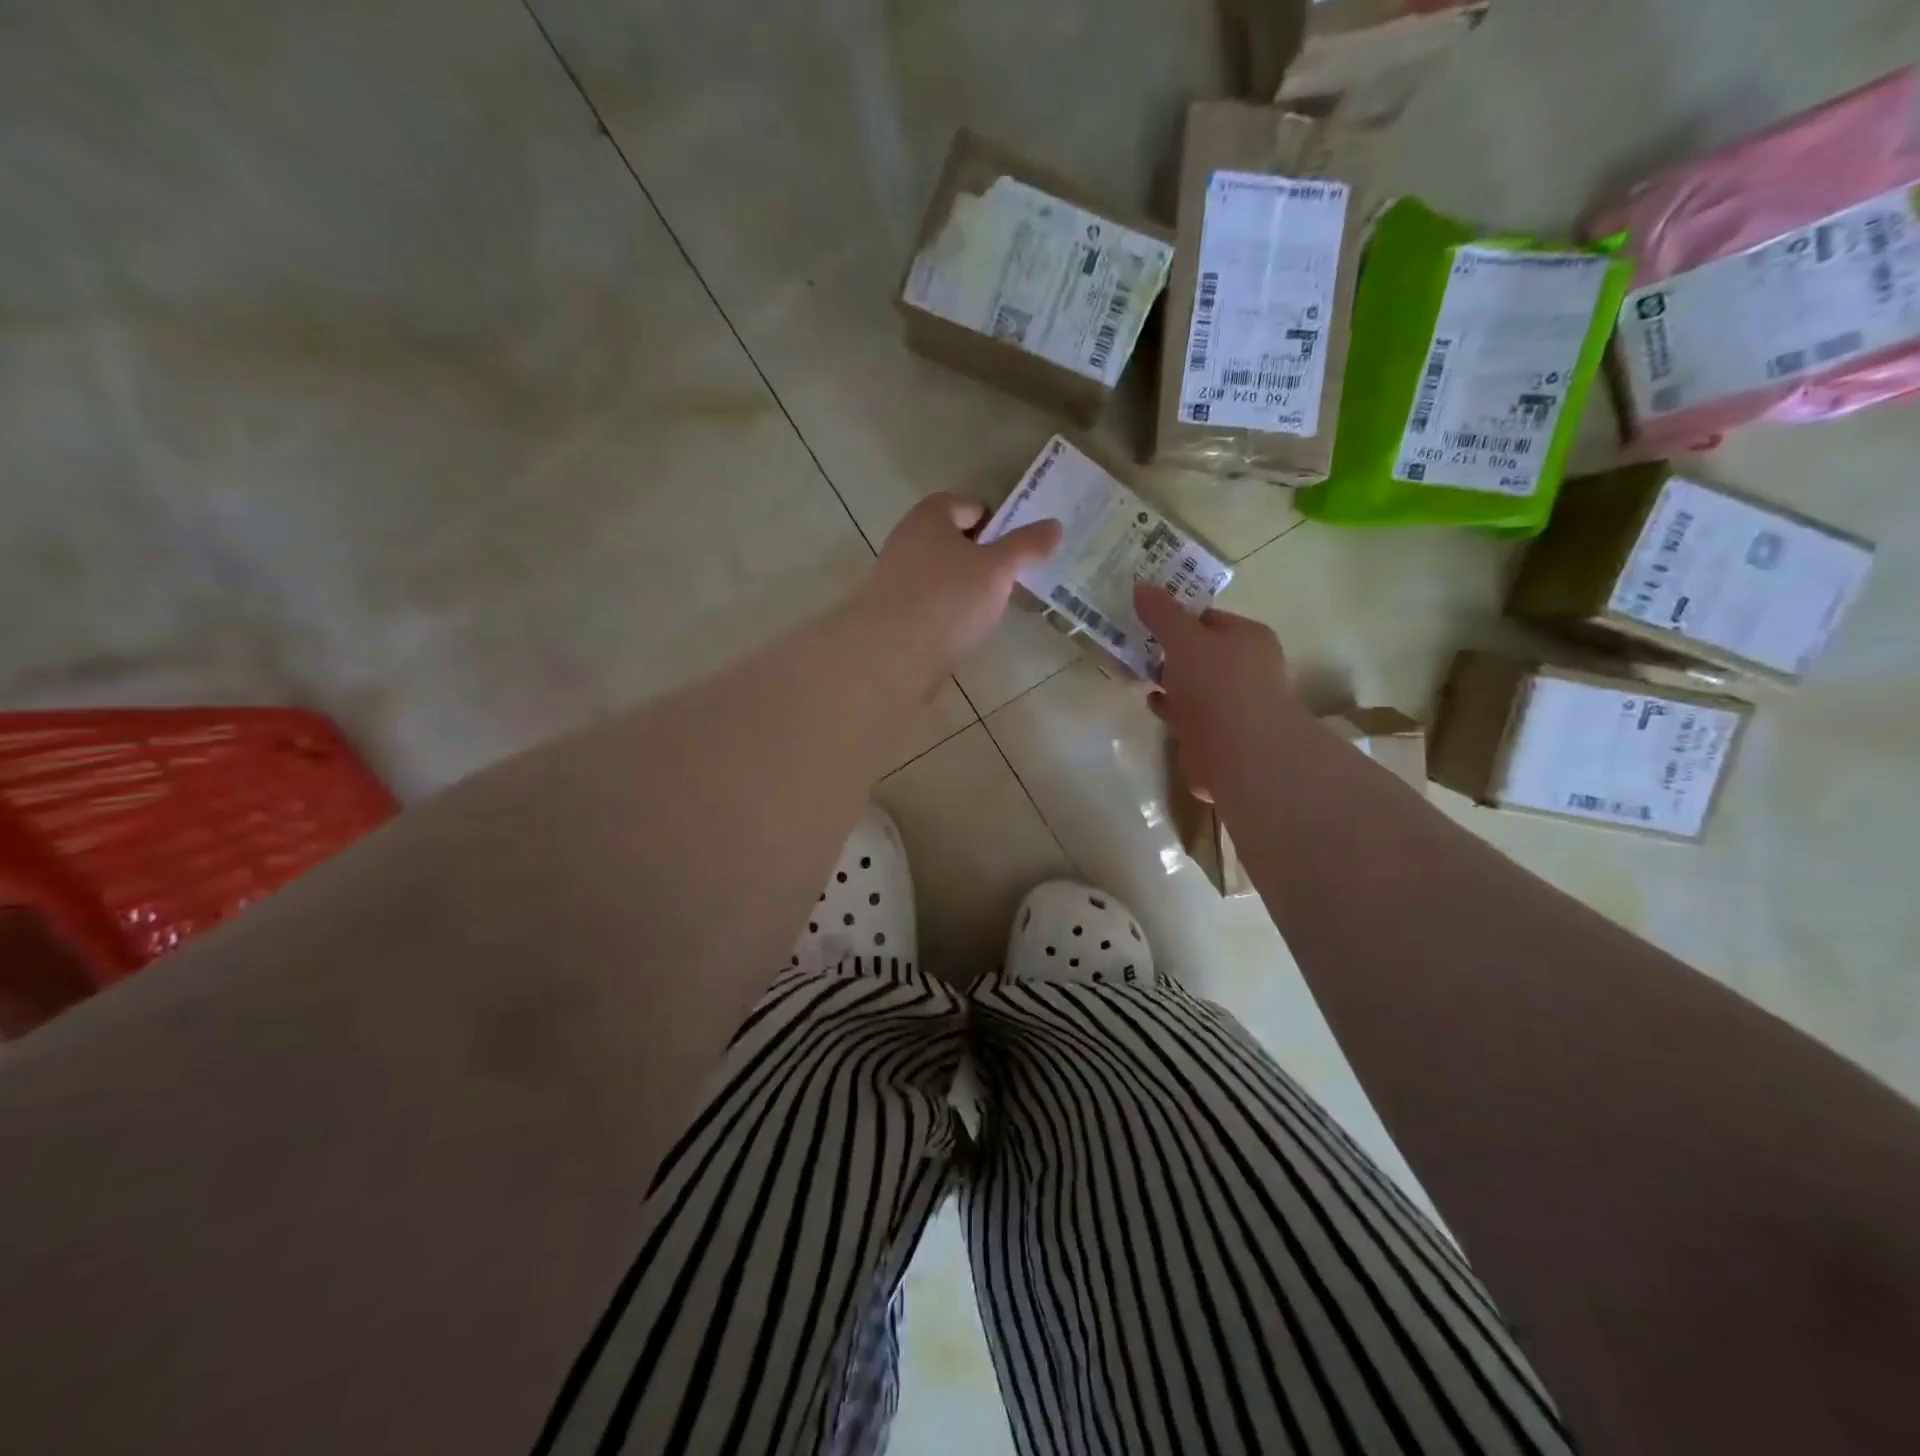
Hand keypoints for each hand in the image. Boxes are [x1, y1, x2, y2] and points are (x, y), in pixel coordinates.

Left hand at [861, 494, 1061, 660]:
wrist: (892, 653)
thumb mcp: (998, 568)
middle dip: (983, 557)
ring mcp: (896, 578)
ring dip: (966, 587)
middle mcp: (907, 540)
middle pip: (954, 541)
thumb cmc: (948, 598)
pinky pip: (931, 603)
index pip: (969, 505)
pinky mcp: (893, 613)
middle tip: (1009, 579)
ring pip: (943, 574)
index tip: (1018, 549)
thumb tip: (1054, 526)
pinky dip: (949, 612)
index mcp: (929, 516)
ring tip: (990, 609)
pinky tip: (964, 631)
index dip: (997, 522)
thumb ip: (1026, 546)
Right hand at [1135, 583, 1312, 799]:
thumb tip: (1141, 586)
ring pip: (1193, 685)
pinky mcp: (1217, 736)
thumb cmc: (1217, 684)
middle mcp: (1246, 668)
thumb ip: (1162, 614)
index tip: (1144, 615)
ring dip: (1169, 679)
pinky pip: (1188, 714)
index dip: (1177, 614)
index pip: (1209, 617)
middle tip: (1134, 643)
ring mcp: (1233, 705)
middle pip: (1200, 652)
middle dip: (1170, 649)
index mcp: (1248, 637)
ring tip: (1136, 671)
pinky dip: (1171, 707)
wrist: (1240, 753)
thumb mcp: (1184, 639)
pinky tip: (1151, 702)